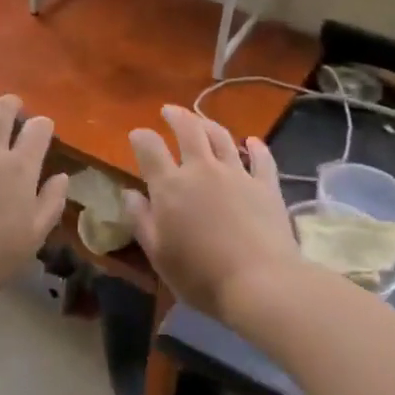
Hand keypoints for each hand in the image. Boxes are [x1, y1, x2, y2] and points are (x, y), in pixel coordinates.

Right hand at [125, 106, 298, 321]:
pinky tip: (252, 142)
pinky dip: (256, 147)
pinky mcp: (266, 186)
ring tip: (201, 121)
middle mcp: (202, 170)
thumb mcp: (159, 254)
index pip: (150, 148)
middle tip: (169, 110)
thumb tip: (129, 193)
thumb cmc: (200, 276)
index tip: (137, 135)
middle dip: (176, 116)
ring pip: (222, 137)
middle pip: (189, 130)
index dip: (141, 137)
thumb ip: (141, 220)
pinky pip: (261, 158)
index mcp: (170, 186)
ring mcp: (237, 174)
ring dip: (208, 124)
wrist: (260, 283)